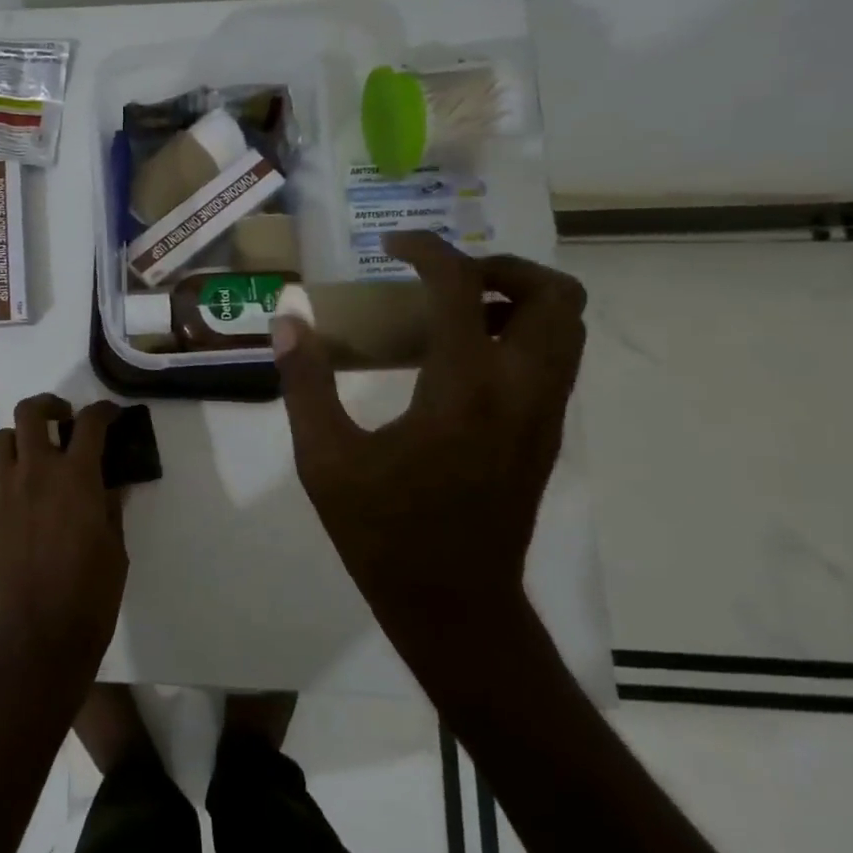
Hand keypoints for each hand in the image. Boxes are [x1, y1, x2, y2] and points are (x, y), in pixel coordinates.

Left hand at [0, 394, 127, 701]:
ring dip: (24, 435)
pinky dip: (14, 467)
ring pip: (4, 438)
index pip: (89, 424)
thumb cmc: (90, 595)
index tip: (111, 414)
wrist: (38, 638)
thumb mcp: (115, 547)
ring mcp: (6, 492)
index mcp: (75, 478)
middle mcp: (36, 474)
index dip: (103, 411)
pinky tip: (32, 492)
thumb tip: (113, 481)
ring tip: (43, 453)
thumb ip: (112, 505)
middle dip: (50, 404)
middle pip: (30, 412)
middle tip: (67, 418)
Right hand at [272, 231, 586, 681]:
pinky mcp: (545, 435)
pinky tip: (460, 357)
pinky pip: (554, 359)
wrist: (454, 606)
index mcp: (462, 389)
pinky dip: (520, 333)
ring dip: (517, 298)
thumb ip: (304, 382)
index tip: (392, 245)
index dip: (428, 250)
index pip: (463, 287)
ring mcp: (543, 415)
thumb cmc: (382, 533)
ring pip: (565, 327)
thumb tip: (287, 319)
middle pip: (553, 295)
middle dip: (500, 266)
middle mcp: (519, 391)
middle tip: (443, 275)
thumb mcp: (324, 459)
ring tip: (454, 308)